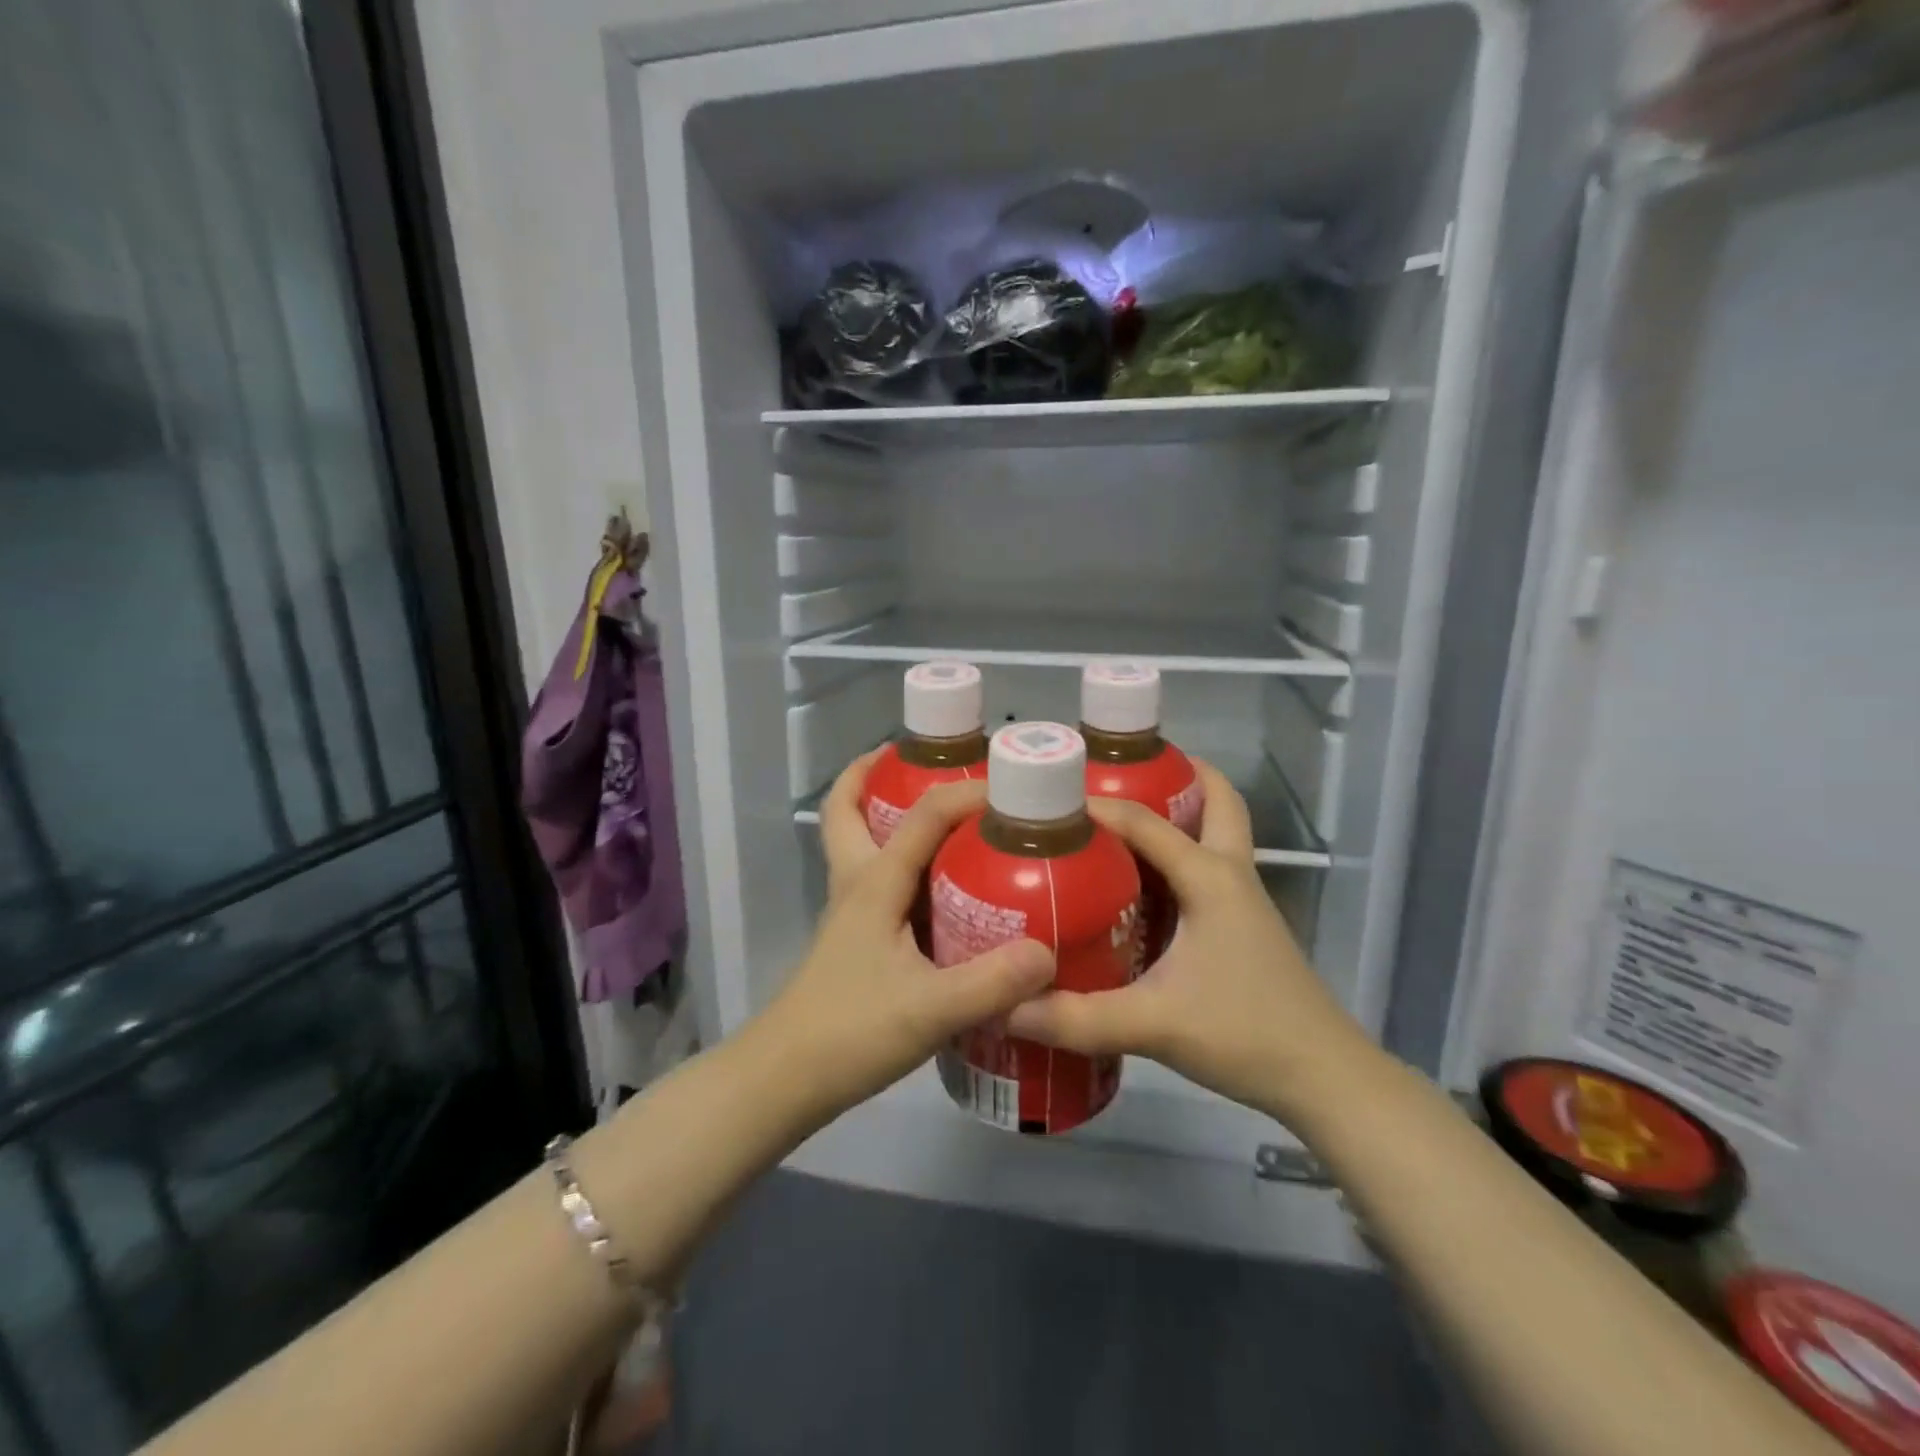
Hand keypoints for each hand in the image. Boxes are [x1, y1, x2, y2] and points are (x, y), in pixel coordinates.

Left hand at [755, 752, 1055, 1123]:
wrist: (786, 1079)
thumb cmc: (850, 1032)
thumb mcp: (929, 1009)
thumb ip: (991, 982)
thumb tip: (1049, 953)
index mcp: (875, 883)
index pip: (924, 815)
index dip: (966, 792)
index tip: (1013, 789)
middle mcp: (858, 884)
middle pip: (849, 810)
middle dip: (875, 774)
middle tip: (926, 762)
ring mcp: (852, 912)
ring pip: (861, 842)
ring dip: (887, 814)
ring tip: (946, 816)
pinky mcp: (857, 939)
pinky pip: (879, 880)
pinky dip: (902, 862)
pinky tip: (944, 889)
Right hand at [1007, 760, 1376, 1127]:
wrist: (1324, 1078)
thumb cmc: (1245, 1033)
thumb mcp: (1154, 1025)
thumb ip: (1078, 1018)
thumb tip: (1008, 1007)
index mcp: (1209, 877)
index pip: (1144, 821)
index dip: (1097, 805)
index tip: (1048, 801)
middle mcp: (1230, 874)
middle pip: (1217, 800)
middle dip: (1177, 775)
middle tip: (1122, 774)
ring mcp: (1243, 900)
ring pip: (1218, 832)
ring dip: (1182, 813)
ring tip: (1121, 819)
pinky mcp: (1243, 926)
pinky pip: (1209, 869)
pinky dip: (1182, 855)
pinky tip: (1142, 885)